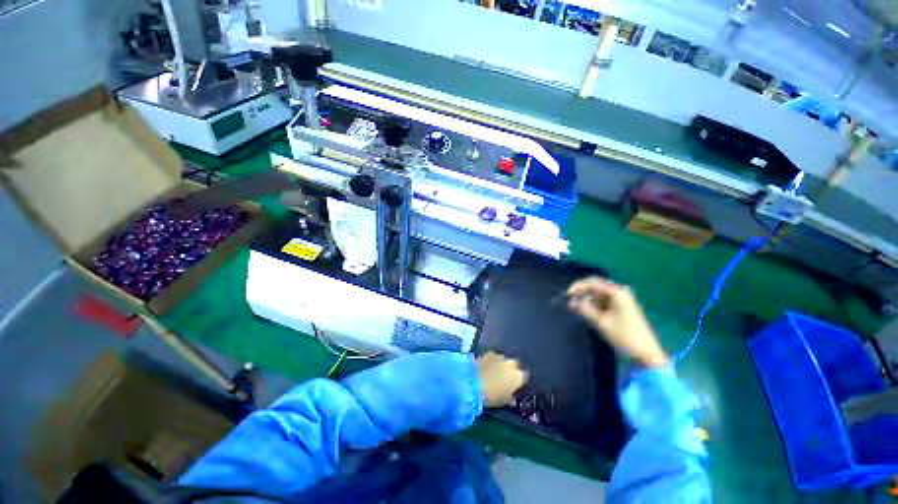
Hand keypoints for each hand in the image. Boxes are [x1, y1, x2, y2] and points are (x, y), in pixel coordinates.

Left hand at [476, 351, 527, 407]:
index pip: (524, 376)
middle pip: (515, 365)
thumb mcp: (503, 401)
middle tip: (504, 377)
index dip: (519, 379)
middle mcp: (512, 364)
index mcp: (518, 377)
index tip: (515, 383)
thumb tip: (512, 397)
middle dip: (511, 370)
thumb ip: (510, 397)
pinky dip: (491, 360)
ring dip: (501, 364)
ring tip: (493, 371)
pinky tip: (486, 366)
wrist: (473, 382)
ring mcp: (500, 356)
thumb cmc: (491, 396)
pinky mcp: (490, 352)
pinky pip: (494, 356)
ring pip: (504, 360)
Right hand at [567, 277, 668, 367]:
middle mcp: (620, 292)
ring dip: (587, 298)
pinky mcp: (623, 307)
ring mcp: (622, 300)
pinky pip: (604, 300)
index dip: (577, 287)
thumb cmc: (624, 335)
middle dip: (582, 292)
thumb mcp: (601, 322)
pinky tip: (587, 310)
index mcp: (617, 292)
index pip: (592, 283)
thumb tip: (572, 301)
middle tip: (570, 300)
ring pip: (599, 293)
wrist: (646, 353)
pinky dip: (594, 304)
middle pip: (596, 286)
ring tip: (576, 307)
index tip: (567, 295)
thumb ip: (585, 309)